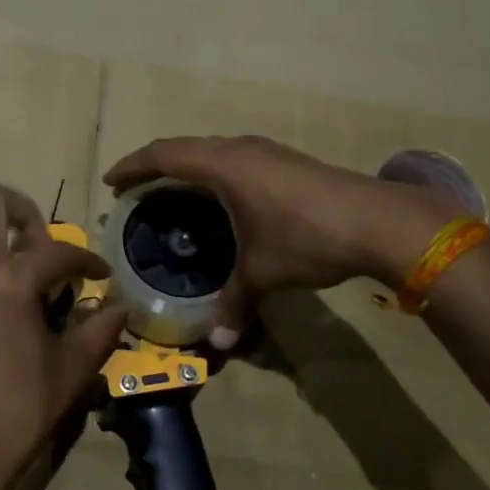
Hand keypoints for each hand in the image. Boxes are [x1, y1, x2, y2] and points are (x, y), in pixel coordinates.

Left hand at [0, 179, 127, 489]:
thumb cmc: (18, 409)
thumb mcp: (72, 370)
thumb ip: (99, 329)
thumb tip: (119, 307)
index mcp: (11, 281)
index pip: (57, 250)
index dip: (87, 260)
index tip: (99, 274)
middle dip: (21, 209)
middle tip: (39, 243)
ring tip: (4, 252)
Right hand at [104, 136, 456, 346]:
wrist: (379, 221)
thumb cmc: (307, 236)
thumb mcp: (263, 271)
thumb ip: (234, 302)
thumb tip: (217, 342)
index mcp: (223, 165)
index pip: (163, 155)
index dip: (133, 166)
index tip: (111, 182)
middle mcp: (240, 149)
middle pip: (184, 148)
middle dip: (155, 167)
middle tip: (136, 193)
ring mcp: (266, 152)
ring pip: (212, 151)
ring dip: (187, 168)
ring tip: (173, 196)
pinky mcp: (286, 162)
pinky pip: (234, 159)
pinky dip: (213, 174)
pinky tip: (222, 202)